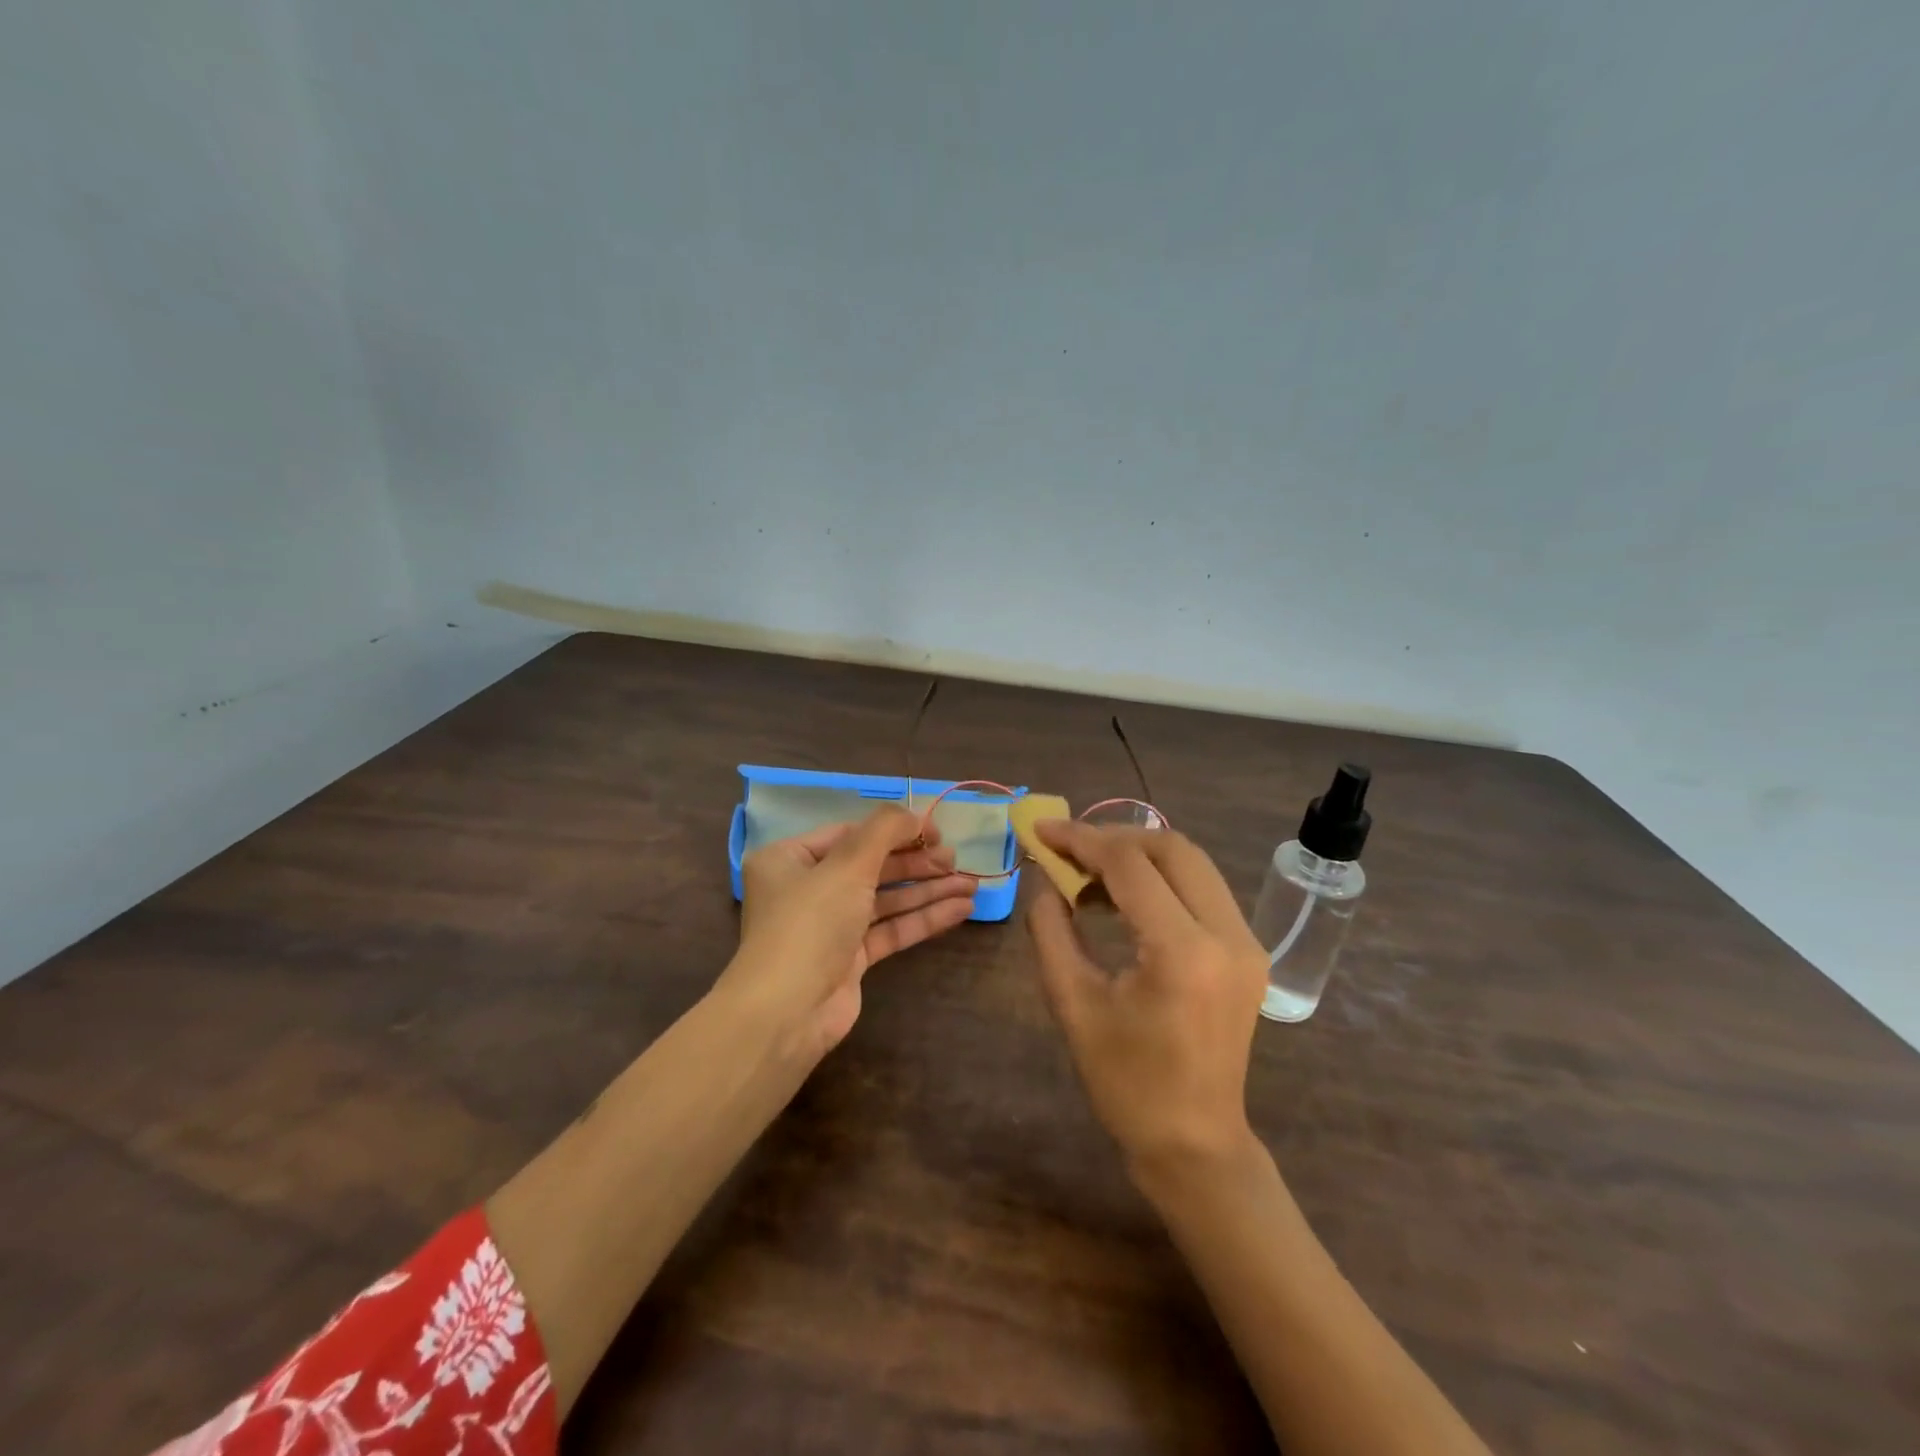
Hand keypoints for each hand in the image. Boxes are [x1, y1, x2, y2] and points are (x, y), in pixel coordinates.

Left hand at [723, 806, 975, 1060]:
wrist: (786, 1014)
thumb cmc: (810, 924)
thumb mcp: (847, 865)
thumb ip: (885, 830)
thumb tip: (917, 815)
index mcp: (790, 859)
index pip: (851, 834)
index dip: (896, 829)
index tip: (935, 831)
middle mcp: (807, 889)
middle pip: (871, 866)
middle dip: (917, 863)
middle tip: (955, 860)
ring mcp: (829, 926)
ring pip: (886, 899)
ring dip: (927, 890)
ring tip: (970, 884)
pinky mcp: (850, 959)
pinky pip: (890, 929)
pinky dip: (923, 918)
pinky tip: (960, 909)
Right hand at [1026, 820, 1267, 1174]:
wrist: (1194, 1144)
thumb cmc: (1126, 1083)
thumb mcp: (1073, 1004)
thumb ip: (1051, 931)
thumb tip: (1046, 882)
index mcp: (1183, 952)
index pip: (1130, 865)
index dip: (1081, 839)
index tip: (1042, 829)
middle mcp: (1227, 935)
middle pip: (1172, 848)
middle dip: (1114, 837)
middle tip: (1068, 849)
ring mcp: (1246, 942)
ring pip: (1192, 863)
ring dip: (1139, 855)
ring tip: (1090, 874)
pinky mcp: (1248, 952)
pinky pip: (1203, 889)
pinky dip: (1161, 879)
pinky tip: (1125, 899)